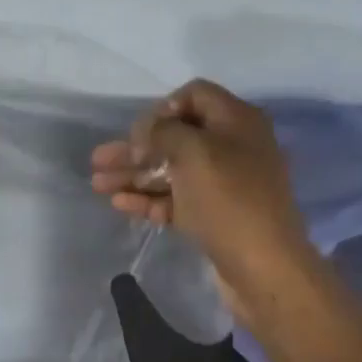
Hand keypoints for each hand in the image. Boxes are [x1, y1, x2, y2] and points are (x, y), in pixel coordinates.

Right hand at [90, 80, 311, 318]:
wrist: (264, 266)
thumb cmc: (229, 199)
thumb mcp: (193, 152)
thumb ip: (163, 132)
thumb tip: (146, 130)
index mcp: (236, 121)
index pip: (195, 95)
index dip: (163, 108)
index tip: (140, 131)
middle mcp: (232, 147)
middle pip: (176, 137)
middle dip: (135, 148)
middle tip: (99, 159)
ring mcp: (223, 184)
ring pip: (171, 171)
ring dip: (134, 175)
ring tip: (97, 184)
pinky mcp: (213, 216)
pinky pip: (175, 200)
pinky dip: (148, 199)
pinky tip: (119, 203)